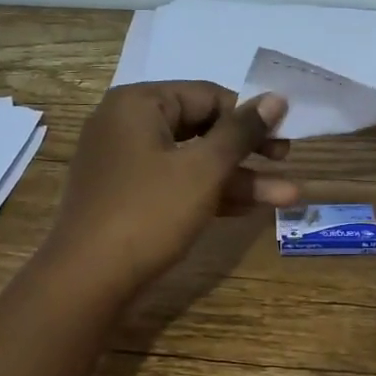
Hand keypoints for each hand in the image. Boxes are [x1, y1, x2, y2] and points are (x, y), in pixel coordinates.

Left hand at [43, 82, 295, 300]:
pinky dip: (209, 194)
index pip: (207, 95)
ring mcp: (124, 164)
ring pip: (191, 162)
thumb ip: (241, 132)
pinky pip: (175, 184)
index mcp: (138, 103)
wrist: (87, 280)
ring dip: (237, 179)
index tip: (285, 135)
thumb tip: (276, 97)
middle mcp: (126, 125)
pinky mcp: (127, 198)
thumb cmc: (148, 213)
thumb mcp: (203, 170)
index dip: (249, 115)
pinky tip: (250, 208)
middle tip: (286, 162)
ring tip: (288, 196)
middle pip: (200, 128)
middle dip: (248, 150)